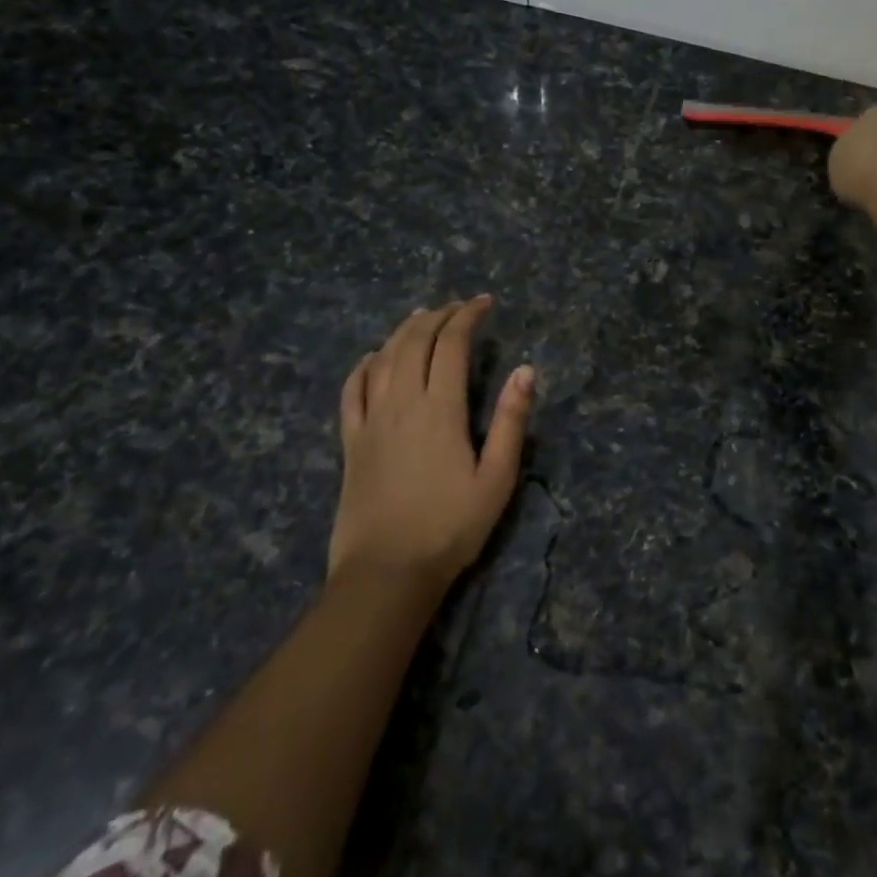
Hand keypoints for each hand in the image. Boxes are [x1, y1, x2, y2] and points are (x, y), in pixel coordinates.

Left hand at [330, 296, 535, 587]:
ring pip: (382, 358)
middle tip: (458, 307)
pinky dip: (363, 366)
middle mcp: (402, 403)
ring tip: (421, 317)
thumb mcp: (496, 478)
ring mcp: (371, 421)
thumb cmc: (450, 527)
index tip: (484, 303)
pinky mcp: (351, 442)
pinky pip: (351, 391)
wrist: (386, 573)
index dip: (467, 316)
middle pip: (414, 341)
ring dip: (402, 331)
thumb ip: (511, 421)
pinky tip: (371, 358)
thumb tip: (525, 370)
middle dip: (437, 315)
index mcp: (441, 409)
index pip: (451, 344)